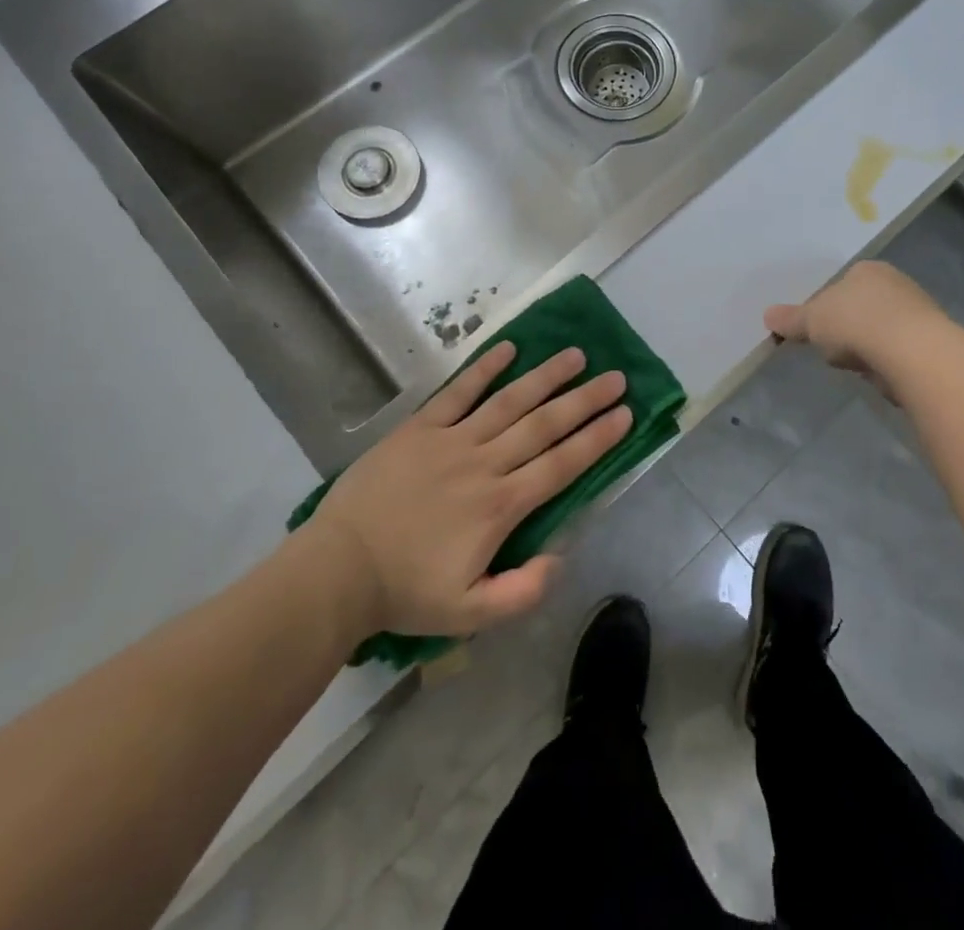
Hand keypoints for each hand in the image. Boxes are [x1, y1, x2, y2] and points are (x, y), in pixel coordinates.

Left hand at [302, 342, 630, 637]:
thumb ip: (523, 591)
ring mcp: (451, 440)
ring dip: (545, 377)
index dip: (597, 438)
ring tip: (575, 356)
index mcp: (501, 506)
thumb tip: (560, 557)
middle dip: (584, 400)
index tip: (625, 414)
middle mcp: (485, 463)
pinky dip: (483, 369)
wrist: (339, 570)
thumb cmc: (407, 591)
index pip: (561, 464)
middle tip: (616, 377)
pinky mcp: (420, 428)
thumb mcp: (471, 614)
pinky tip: (509, 348)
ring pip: (509, 401)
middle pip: (544, 425)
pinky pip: (458, 392)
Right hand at [764, 261, 945, 403]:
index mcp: (868, 269)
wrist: (910, 352)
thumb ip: (791, 319)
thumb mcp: (812, 320)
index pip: (843, 283)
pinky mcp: (931, 343)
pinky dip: (887, 361)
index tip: (819, 327)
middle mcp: (897, 283)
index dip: (829, 306)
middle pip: (864, 306)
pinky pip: (898, 351)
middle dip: (850, 326)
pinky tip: (879, 373)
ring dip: (869, 346)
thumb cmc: (855, 322)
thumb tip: (768, 316)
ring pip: (882, 329)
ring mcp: (918, 313)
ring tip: (856, 363)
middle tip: (834, 347)